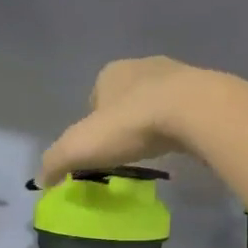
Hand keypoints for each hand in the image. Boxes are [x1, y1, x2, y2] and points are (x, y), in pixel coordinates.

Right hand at [37, 56, 210, 185]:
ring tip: (154, 150)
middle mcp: (143, 66)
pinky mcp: (205, 91)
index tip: (100, 152)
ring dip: (153, 124)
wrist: (194, 112)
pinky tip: (180, 146)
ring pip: (157, 104)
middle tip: (126, 154)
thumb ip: (55, 162)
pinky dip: (179, 128)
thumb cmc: (131, 125)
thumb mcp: (79, 148)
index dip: (93, 126)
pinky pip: (185, 112)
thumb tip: (41, 180)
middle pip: (125, 100)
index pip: (94, 100)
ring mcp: (178, 76)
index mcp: (110, 72)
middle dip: (124, 123)